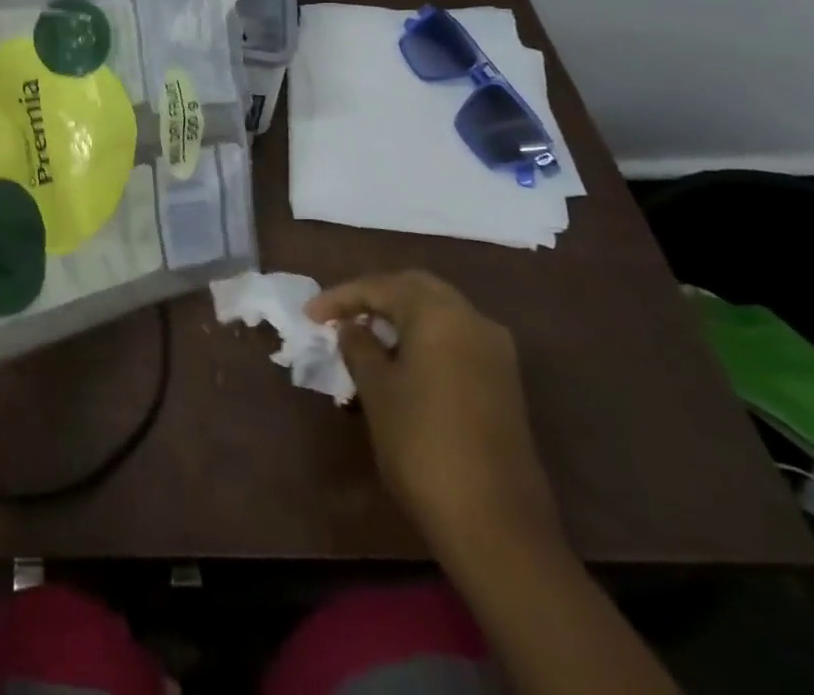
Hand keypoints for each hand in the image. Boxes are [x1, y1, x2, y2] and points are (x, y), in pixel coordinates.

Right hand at [307, 270, 560, 562]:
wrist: (497, 526)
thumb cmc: (422, 445)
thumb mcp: (376, 390)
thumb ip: (359, 347)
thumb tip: (351, 327)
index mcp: (439, 314)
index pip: (380, 287)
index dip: (340, 297)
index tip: (308, 315)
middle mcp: (472, 320)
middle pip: (415, 289)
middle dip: (374, 296)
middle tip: (339, 315)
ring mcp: (495, 352)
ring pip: (439, 313)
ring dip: (401, 316)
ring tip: (365, 335)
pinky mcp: (504, 382)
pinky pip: (455, 339)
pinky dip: (424, 337)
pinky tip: (400, 360)